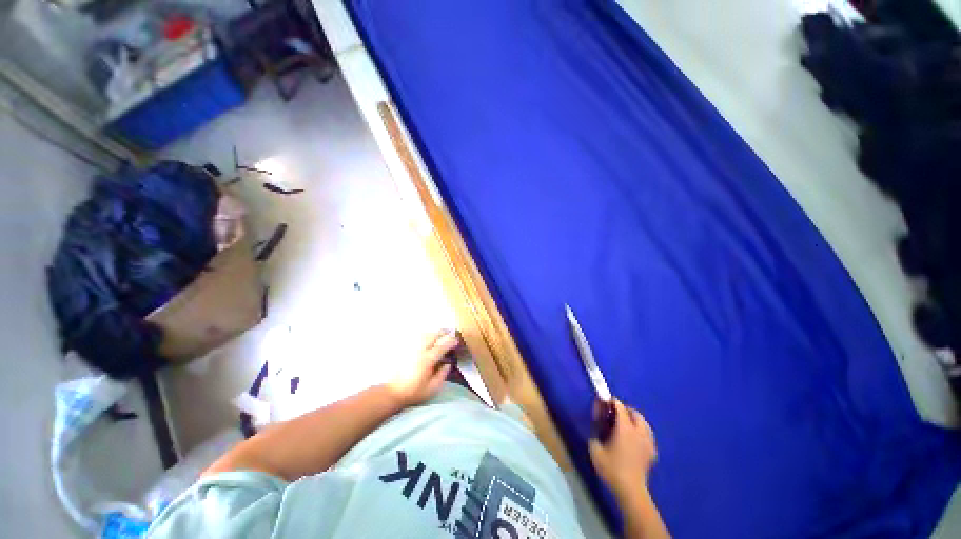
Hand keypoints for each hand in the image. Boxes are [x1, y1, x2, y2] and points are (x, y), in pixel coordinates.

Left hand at [387, 330, 458, 406]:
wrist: (392, 392)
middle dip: (443, 333)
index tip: (457, 341)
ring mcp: (411, 348)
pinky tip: (427, 340)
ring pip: (425, 334)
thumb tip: (448, 364)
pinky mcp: (405, 349)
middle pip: (433, 335)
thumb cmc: (414, 392)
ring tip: (439, 337)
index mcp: (428, 359)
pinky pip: (416, 337)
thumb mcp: (432, 388)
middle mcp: (420, 350)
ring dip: (434, 333)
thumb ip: (442, 374)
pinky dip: (424, 336)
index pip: (442, 345)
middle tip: (449, 335)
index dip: (451, 341)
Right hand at [588, 399, 656, 498]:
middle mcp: (639, 432)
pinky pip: (648, 435)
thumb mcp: (595, 449)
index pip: (620, 407)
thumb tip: (597, 424)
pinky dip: (641, 431)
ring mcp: (648, 442)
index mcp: (625, 428)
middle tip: (614, 413)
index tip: (604, 401)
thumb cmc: (611, 468)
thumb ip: (595, 433)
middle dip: (625, 409)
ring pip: (644, 423)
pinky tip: (634, 438)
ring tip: (625, 424)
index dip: (612, 401)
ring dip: (635, 419)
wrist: (630, 490)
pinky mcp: (652, 452)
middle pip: (635, 413)